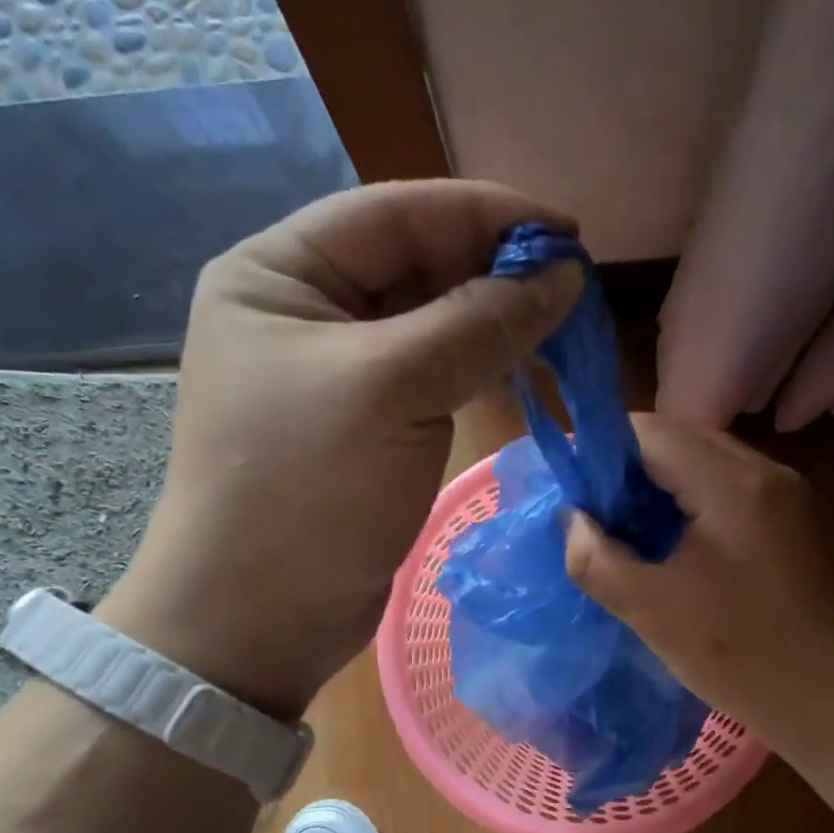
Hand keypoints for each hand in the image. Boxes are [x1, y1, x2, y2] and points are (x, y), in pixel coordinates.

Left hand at [102, 180, 581, 718]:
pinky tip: (523, 367)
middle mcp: (302, 311)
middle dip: (493, 270)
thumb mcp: (391, 390)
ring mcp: (336, 372)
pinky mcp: (365, 425)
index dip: (485, 215)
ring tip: (561, 324)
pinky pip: (431, 375)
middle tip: (574, 286)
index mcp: (278, 274)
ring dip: (492, 320)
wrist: (259, 618)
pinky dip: (478, 367)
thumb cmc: (306, 491)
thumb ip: (479, 324)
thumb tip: (564, 275)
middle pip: (414, 265)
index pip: (395, 214)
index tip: (568, 234)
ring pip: (429, 322)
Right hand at [565, 415, 833, 758]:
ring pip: (709, 463)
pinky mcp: (798, 521)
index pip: (651, 432)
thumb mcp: (651, 610)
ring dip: (664, 484)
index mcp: (731, 484)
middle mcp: (767, 472)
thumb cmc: (740, 654)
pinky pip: (733, 489)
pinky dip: (694, 501)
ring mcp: (790, 495)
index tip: (573, 487)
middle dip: (631, 467)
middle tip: (597, 510)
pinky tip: (676, 542)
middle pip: (682, 440)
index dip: (602, 450)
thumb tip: (575, 521)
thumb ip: (596, 559)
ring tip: (630, 527)